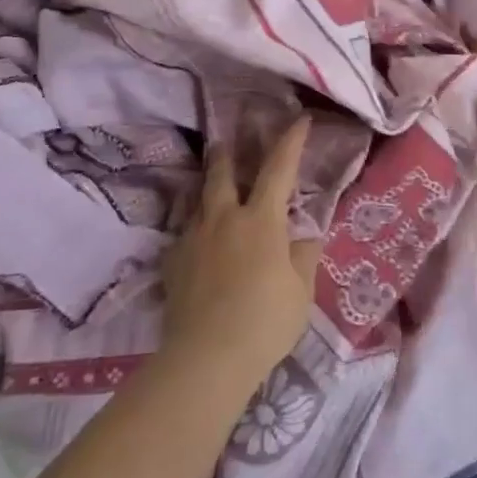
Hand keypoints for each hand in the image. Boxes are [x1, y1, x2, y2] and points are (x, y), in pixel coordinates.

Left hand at [162, 118, 320, 385]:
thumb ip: (303, 255)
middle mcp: (224, 217)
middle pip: (222, 172)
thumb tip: (304, 233)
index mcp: (261, 220)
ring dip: (206, 186)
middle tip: (226, 140)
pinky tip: (197, 241)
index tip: (300, 120)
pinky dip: (194, 228)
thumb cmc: (265, 322)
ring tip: (209, 184)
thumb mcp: (300, 290)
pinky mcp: (172, 261)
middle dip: (227, 153)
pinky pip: (184, 232)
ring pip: (198, 199)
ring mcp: (193, 237)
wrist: (207, 358)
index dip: (291, 141)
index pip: (279, 168)